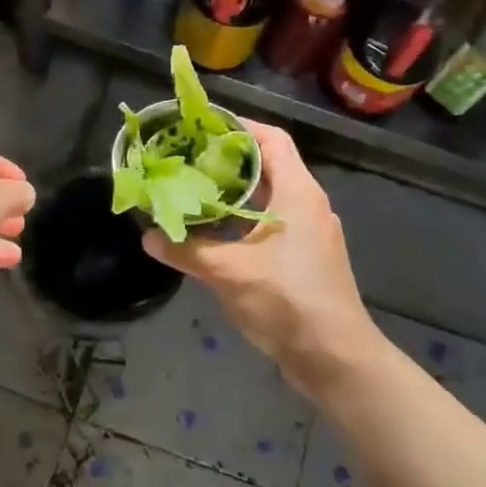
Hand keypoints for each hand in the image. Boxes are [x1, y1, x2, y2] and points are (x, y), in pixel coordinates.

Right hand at [144, 122, 382, 398]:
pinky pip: (272, 222)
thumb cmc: (288, 301)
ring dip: (234, 192)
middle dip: (226, 160)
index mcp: (297, 192)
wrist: (336, 359)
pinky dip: (244, 219)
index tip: (200, 128)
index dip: (237, 127)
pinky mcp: (307, 258)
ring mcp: (310, 232)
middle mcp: (307, 203)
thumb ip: (186, 250)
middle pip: (267, 165)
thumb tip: (148, 235)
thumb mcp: (229, 272)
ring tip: (193, 192)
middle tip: (186, 161)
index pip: (270, 138)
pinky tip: (214, 234)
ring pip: (268, 196)